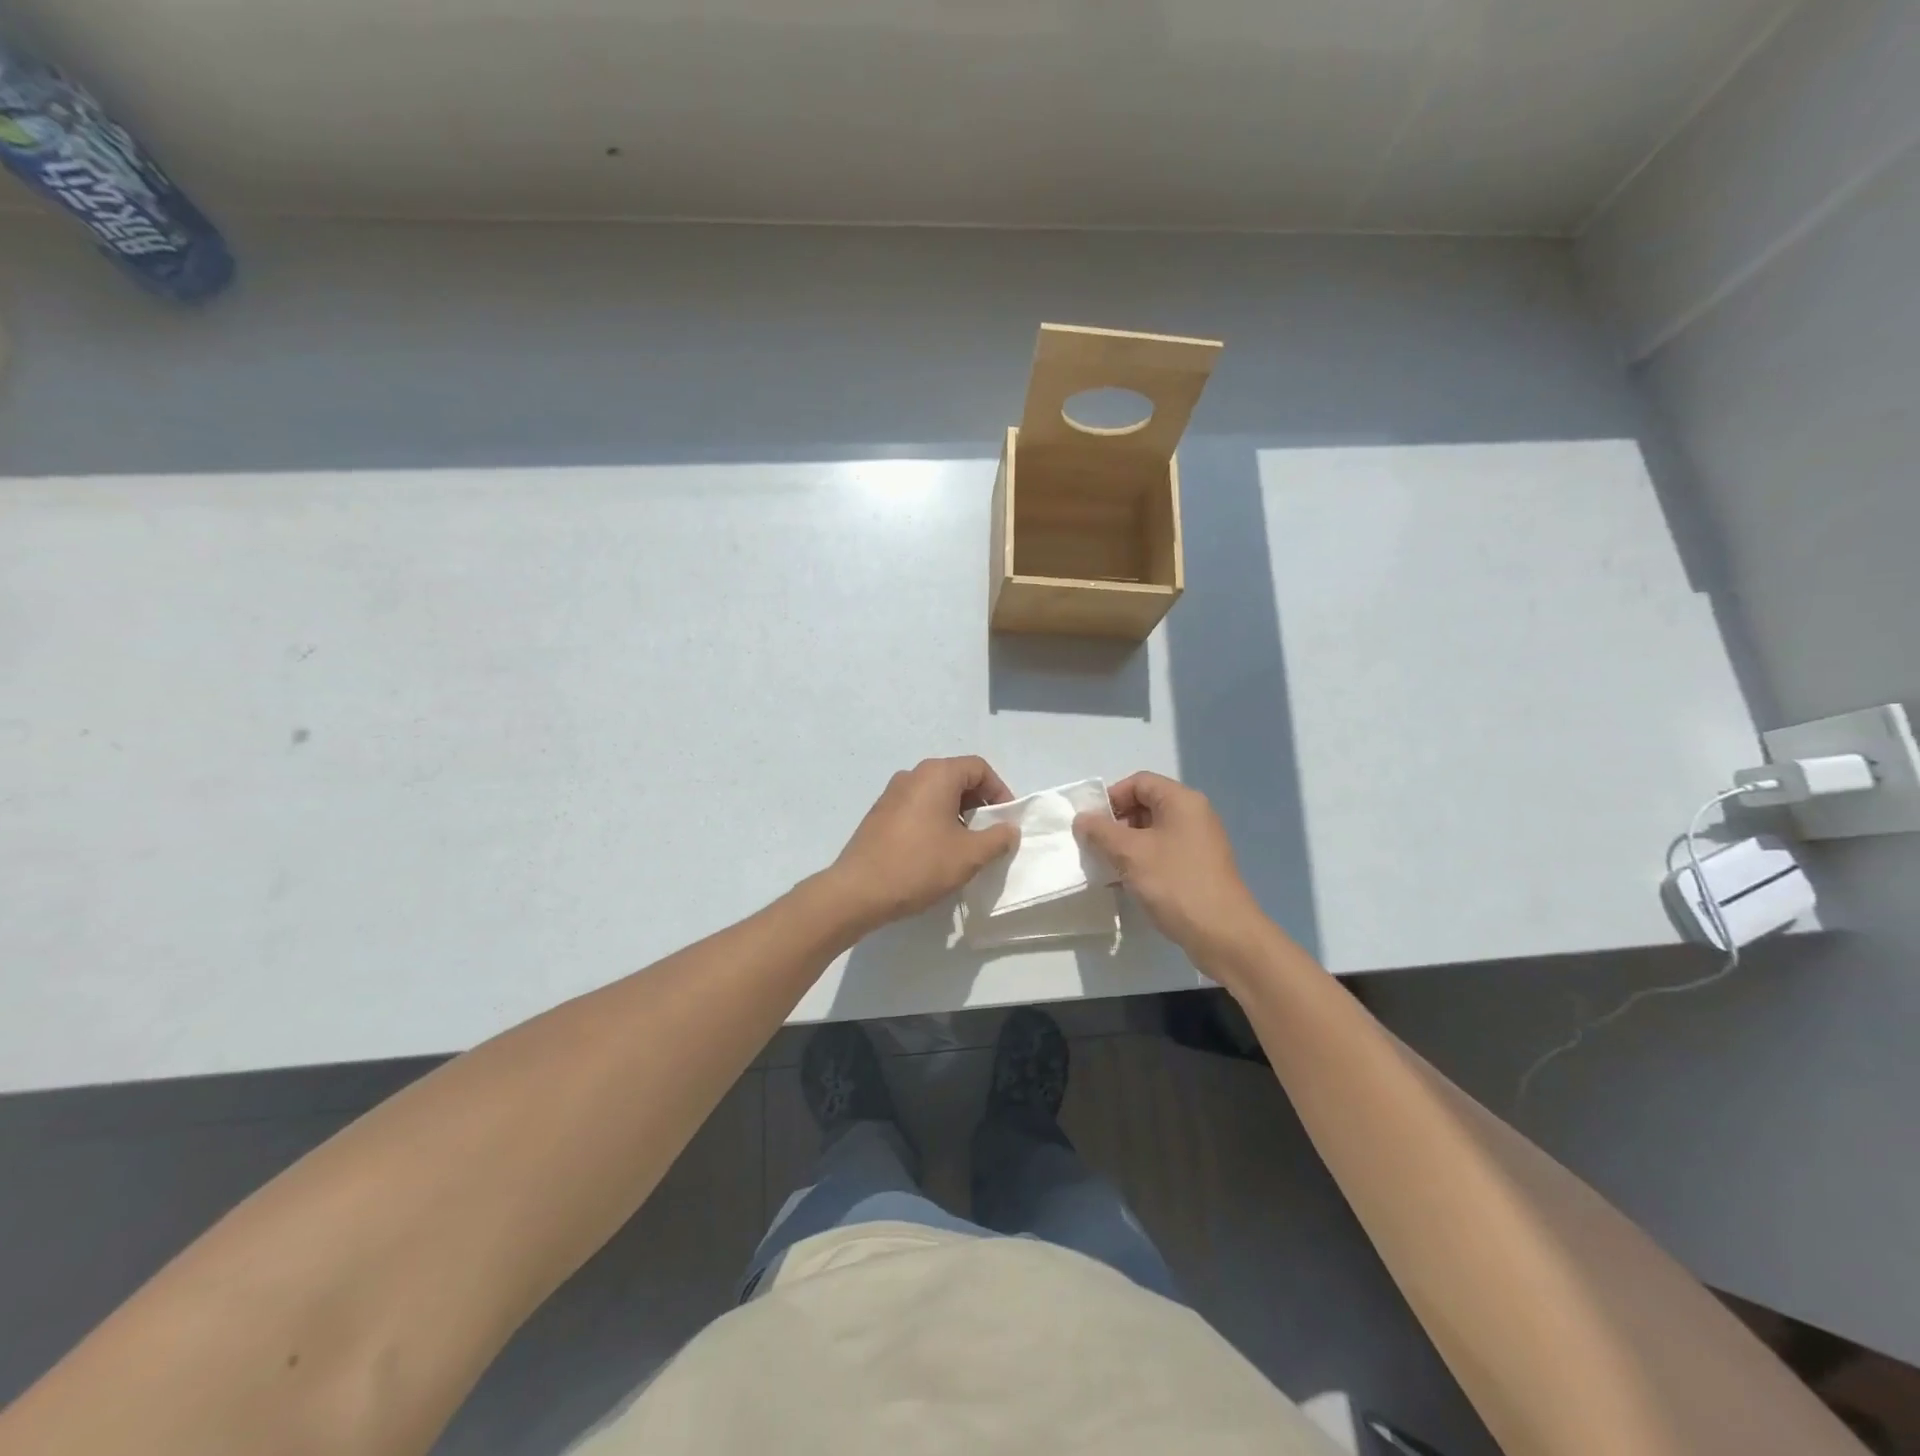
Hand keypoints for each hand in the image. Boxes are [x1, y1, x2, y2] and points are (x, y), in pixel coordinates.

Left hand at [826, 757, 1019, 934]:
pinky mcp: (879, 813)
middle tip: (989, 834)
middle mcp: (913, 775)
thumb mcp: (969, 855)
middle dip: (978, 804)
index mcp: (936, 775)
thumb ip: (997, 838)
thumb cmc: (920, 865)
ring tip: (964, 846)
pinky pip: (917, 807)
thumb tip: (1009, 829)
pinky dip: (934, 820)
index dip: (999, 791)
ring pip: (936, 793)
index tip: (1005, 821)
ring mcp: (892, 793)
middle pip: (957, 778)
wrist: (859, 891)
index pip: (979, 768)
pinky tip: (936, 851)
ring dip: (957, 814)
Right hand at [1074, 772, 1270, 968]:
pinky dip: (1142, 861)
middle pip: (1146, 805)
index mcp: (1182, 801)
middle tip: (1096, 846)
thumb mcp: (1130, 853)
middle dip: (1116, 823)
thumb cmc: (1175, 883)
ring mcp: (1198, 842)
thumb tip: (1081, 819)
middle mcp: (1194, 815)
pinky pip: (1163, 852)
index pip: (1139, 782)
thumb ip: (1101, 831)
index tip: (1091, 823)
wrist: (1222, 933)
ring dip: (1126, 845)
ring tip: (1107, 866)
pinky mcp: (1198, 867)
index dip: (1111, 797)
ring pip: (1152, 832)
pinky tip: (1126, 882)